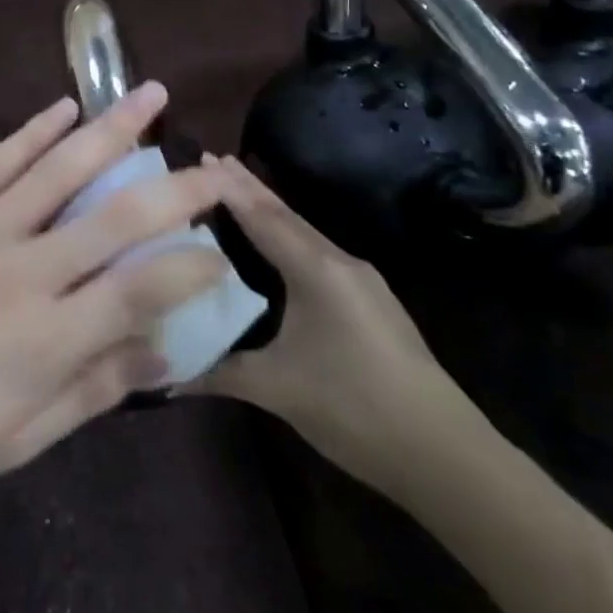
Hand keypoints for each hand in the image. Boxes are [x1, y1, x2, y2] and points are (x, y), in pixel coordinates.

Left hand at [0, 85, 229, 492]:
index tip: (219, 256)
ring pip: (58, 170)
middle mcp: (23, 272)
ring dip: (110, 129)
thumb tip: (161, 355)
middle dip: (173, 188)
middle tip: (213, 168)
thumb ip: (89, 393)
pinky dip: (34, 131)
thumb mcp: (13, 442)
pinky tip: (64, 107)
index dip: (190, 269)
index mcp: (45, 339)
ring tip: (150, 95)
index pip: (139, 291)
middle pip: (113, 218)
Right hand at [193, 155, 484, 498]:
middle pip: (286, 216)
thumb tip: (167, 372)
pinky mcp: (371, 304)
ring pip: (304, 234)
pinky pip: (317, 254)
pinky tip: (277, 246)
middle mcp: (341, 264)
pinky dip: (287, 238)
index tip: (202, 158)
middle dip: (248, 188)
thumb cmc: (354, 407)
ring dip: (269, 211)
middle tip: (213, 159)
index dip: (230, 188)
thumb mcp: (276, 388)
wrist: (445, 454)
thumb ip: (217, 371)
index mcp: (317, 270)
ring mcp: (361, 283)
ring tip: (237, 192)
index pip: (263, 218)